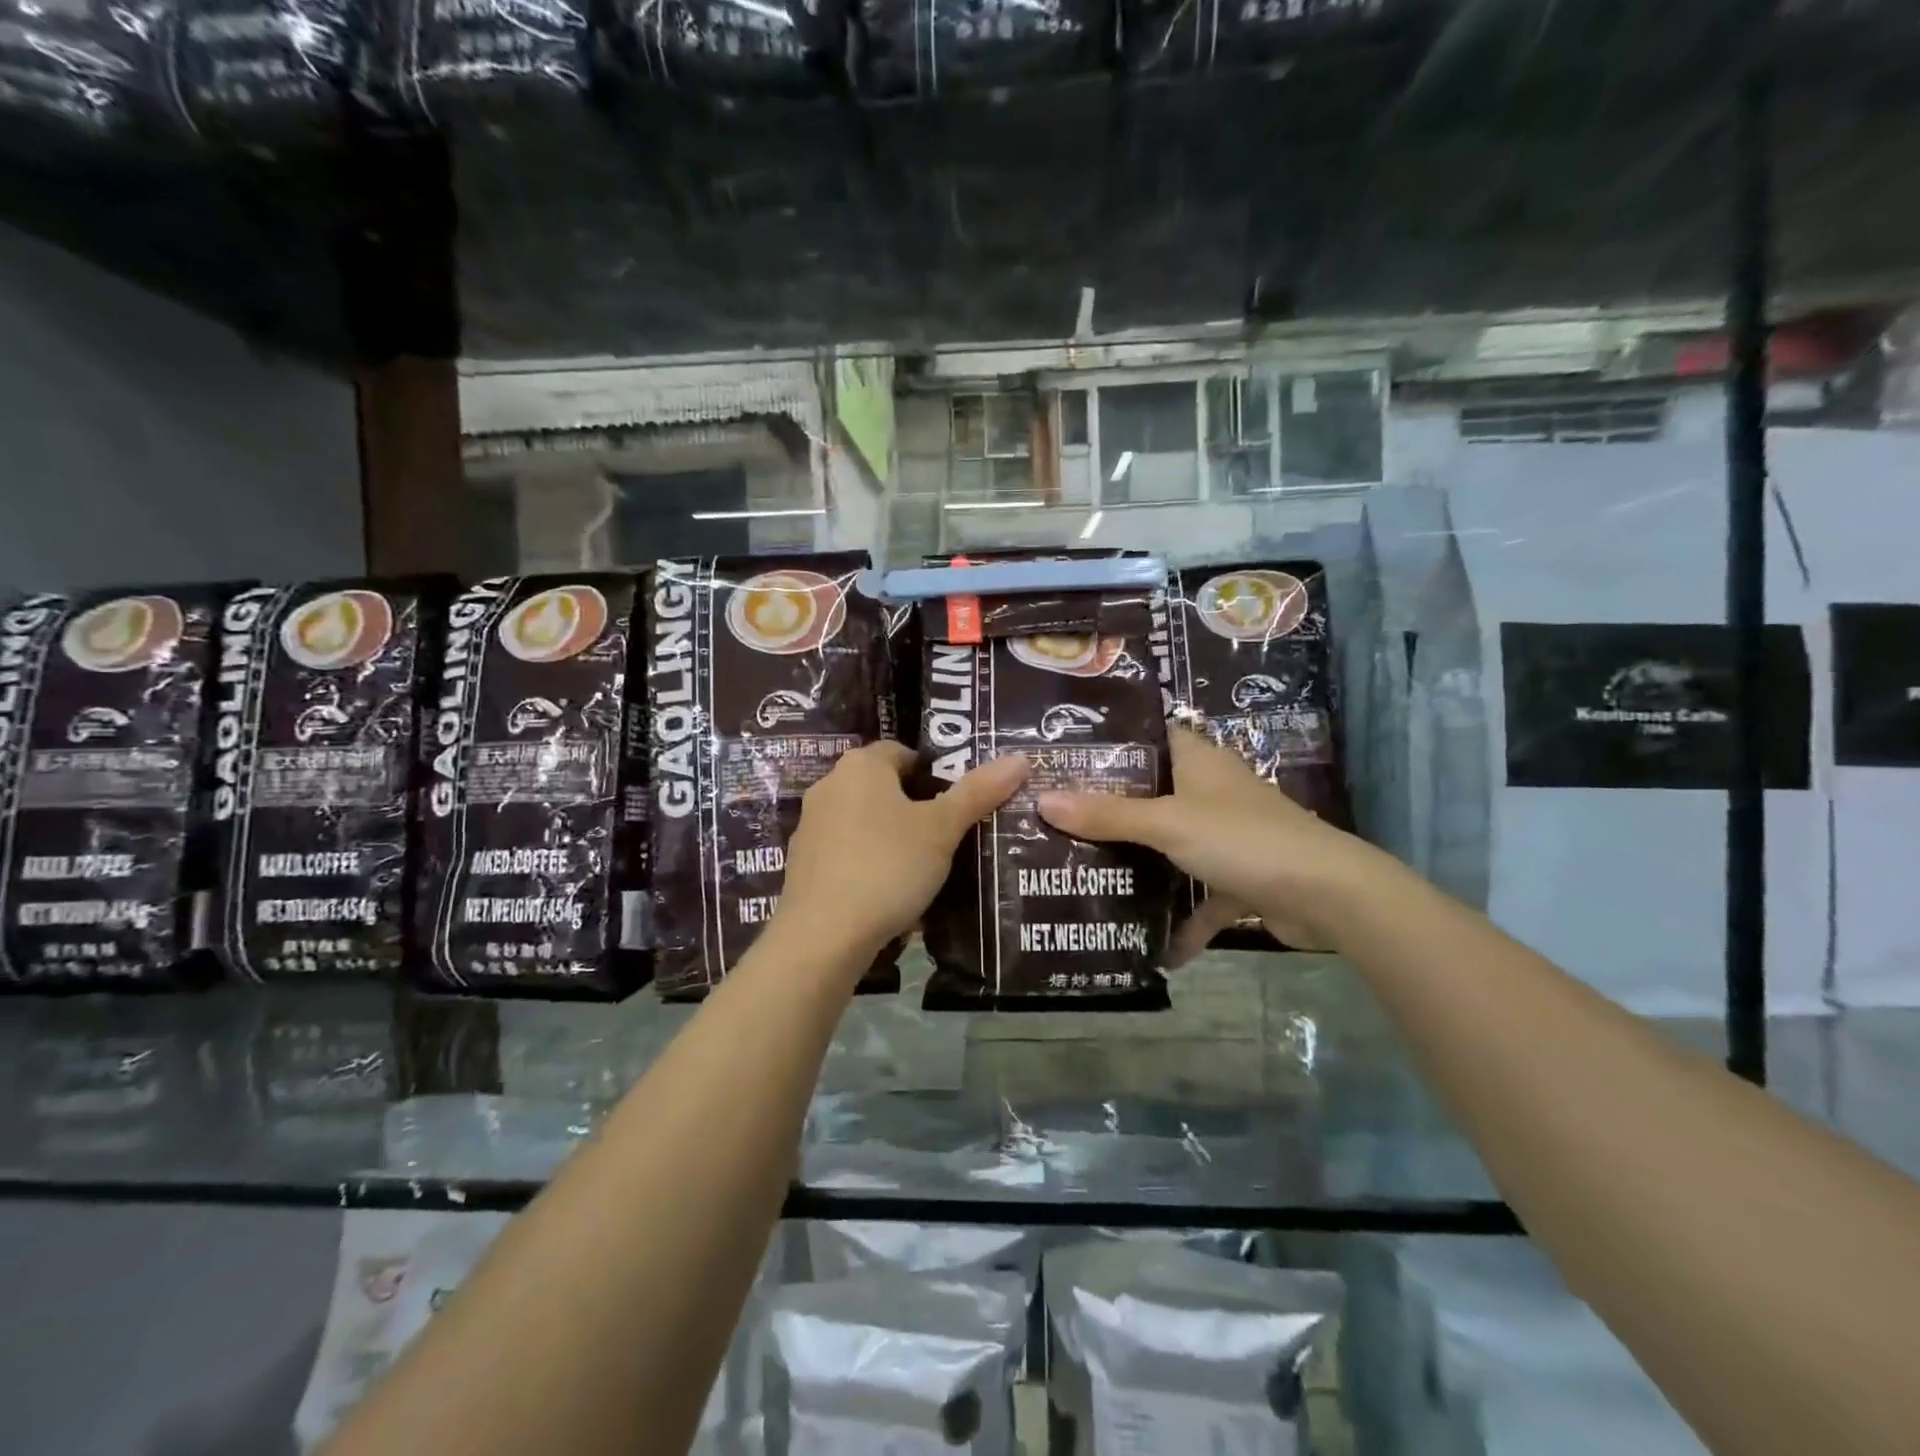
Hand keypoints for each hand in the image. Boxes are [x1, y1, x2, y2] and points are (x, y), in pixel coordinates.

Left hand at [777, 742, 1027, 964]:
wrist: (822, 935)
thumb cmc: (888, 866)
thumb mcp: (942, 829)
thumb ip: (978, 792)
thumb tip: (1020, 759)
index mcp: (861, 766)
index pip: (904, 752)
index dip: (935, 773)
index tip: (958, 803)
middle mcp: (829, 785)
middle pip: (883, 786)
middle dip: (915, 807)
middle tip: (949, 835)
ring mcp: (810, 825)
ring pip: (864, 821)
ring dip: (891, 836)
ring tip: (924, 866)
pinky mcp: (801, 863)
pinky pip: (846, 852)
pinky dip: (868, 863)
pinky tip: (890, 892)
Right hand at [1036, 725, 1374, 960]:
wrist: (1328, 897)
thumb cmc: (1245, 840)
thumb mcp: (1168, 824)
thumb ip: (1108, 815)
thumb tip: (1043, 801)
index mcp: (1199, 762)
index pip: (1150, 738)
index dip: (1112, 744)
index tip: (1066, 757)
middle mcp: (1211, 793)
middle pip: (1152, 795)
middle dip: (1111, 812)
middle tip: (1057, 822)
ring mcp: (1227, 837)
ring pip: (1172, 847)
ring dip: (1142, 866)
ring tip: (1086, 876)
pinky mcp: (1240, 879)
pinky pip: (1199, 896)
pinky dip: (1180, 920)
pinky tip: (1151, 947)